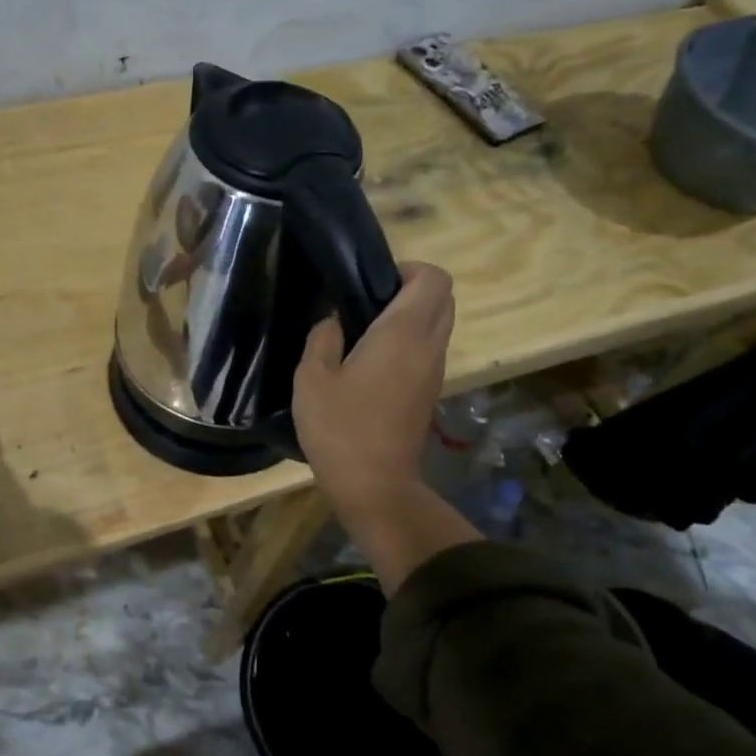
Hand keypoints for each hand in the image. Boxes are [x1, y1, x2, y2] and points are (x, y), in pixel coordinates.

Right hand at [294, 263, 453, 523]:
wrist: (374, 486)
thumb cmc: (340, 428)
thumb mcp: (312, 378)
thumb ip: (322, 338)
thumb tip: (333, 320)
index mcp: (403, 333)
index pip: (433, 278)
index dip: (407, 269)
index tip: (371, 283)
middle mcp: (429, 346)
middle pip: (443, 298)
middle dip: (411, 289)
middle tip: (367, 303)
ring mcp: (434, 372)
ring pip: (439, 324)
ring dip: (411, 318)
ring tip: (364, 333)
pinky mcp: (430, 392)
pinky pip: (429, 349)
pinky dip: (409, 343)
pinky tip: (371, 363)